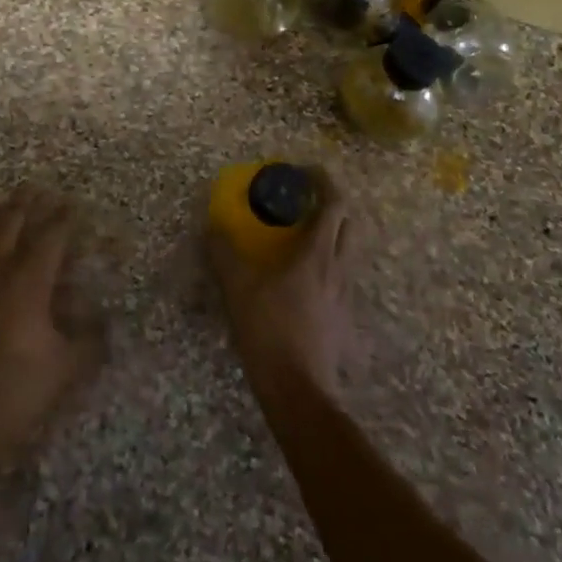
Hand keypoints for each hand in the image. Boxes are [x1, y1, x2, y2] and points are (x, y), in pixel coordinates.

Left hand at [0, 187, 102, 476]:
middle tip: (37, 190)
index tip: (74, 206)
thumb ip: (89, 339)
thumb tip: (103, 321)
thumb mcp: (67, 369)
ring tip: (2, 207)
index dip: (64, 218)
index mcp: (28, 283)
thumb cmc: (17, 392)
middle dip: (26, 203)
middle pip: (10, 223)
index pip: (50, 237)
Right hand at [209, 199, 351, 399]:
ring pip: (349, 251)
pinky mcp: (344, 318)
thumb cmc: (270, 331)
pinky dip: (328, 265)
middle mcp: (339, 269)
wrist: (299, 390)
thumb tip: (211, 227)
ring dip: (333, 234)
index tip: (305, 171)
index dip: (325, 181)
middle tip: (306, 201)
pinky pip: (342, 278)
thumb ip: (224, 254)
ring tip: (304, 236)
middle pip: (350, 223)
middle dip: (333, 204)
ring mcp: (346, 296)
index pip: (335, 204)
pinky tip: (305, 279)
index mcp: (318, 254)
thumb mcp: (238, 288)